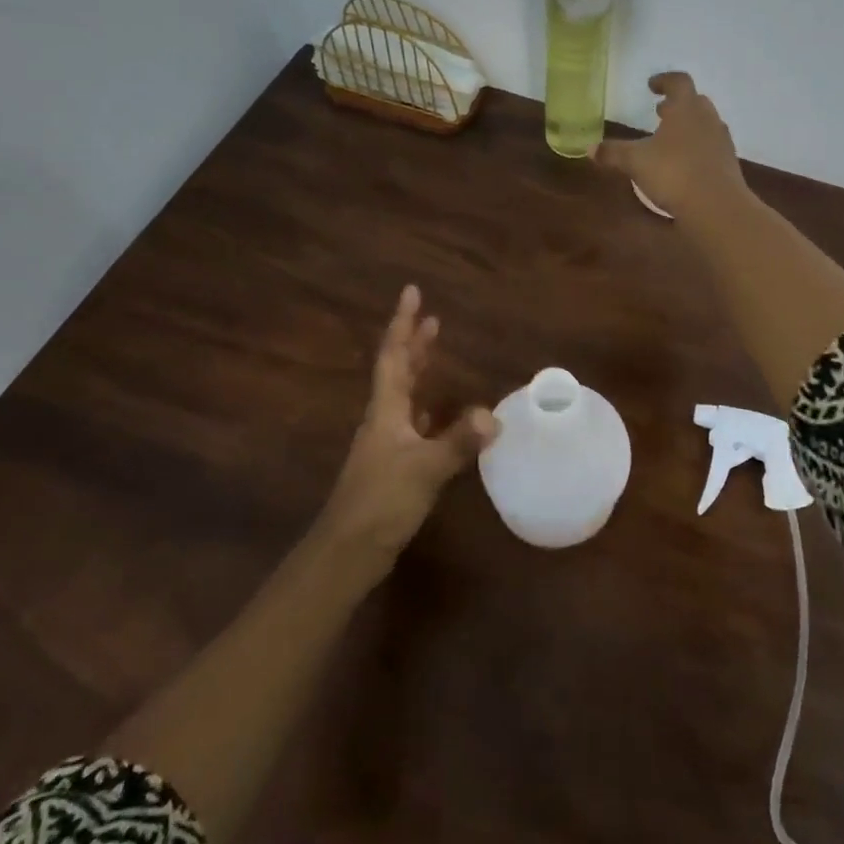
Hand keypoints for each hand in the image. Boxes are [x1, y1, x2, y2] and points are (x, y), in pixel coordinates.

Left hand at [317, 286, 496, 575]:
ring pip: (405, 396)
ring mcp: (387, 443)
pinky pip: (414, 424)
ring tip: (437, 354)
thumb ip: (458, 443)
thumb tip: (494, 416)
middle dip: (414, 343)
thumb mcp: (425, 469)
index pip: (394, 356)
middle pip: (399, 371)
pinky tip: (442, 415)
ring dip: (421, 372)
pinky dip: (429, 410)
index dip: (403, 324)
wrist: (349, 550)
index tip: (412, 293)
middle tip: (433, 318)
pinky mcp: (394, 465)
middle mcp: (384, 419)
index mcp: (386, 410)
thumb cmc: (382, 501)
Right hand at [590, 72, 748, 216]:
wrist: (716, 206)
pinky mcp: (728, 164)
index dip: (664, 81)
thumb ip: (613, 153)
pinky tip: (683, 164)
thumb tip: (590, 148)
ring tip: (669, 139)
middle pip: (695, 102)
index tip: (651, 86)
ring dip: (688, 126)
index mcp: (686, 108)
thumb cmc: (673, 173)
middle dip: (677, 105)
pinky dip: (696, 148)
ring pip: (704, 124)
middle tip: (661, 112)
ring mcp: (721, 141)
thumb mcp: (636, 162)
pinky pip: (710, 147)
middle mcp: (707, 119)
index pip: (678, 82)